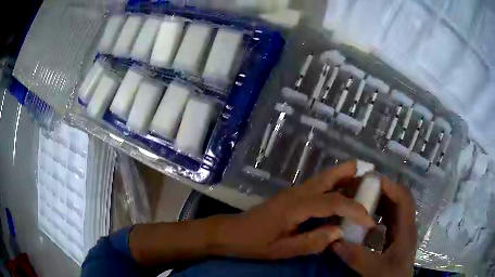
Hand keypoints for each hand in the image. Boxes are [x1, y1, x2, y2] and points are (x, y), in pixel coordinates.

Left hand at [211, 161, 374, 259]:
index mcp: (296, 206)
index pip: (334, 202)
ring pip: (322, 179)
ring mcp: (293, 192)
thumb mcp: (283, 249)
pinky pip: (316, 187)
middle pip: (328, 177)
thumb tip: (339, 232)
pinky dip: (332, 186)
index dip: (355, 210)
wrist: (230, 233)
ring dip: (342, 177)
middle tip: (370, 176)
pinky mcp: (290, 196)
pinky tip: (339, 194)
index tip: (370, 221)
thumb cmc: (254, 243)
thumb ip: (312, 242)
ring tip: (360, 180)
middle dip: (350, 174)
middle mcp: (297, 193)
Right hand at [331, 177, 416, 276]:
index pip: (404, 199)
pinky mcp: (394, 238)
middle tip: (360, 188)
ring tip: (359, 199)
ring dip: (378, 201)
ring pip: (392, 208)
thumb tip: (335, 241)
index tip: (371, 181)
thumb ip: (357, 257)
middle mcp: (405, 225)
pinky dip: (375, 214)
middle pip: (397, 199)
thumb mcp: (376, 270)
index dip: (390, 187)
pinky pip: (386, 219)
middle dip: (381, 190)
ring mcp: (400, 231)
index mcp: (406, 229)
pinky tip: (362, 219)